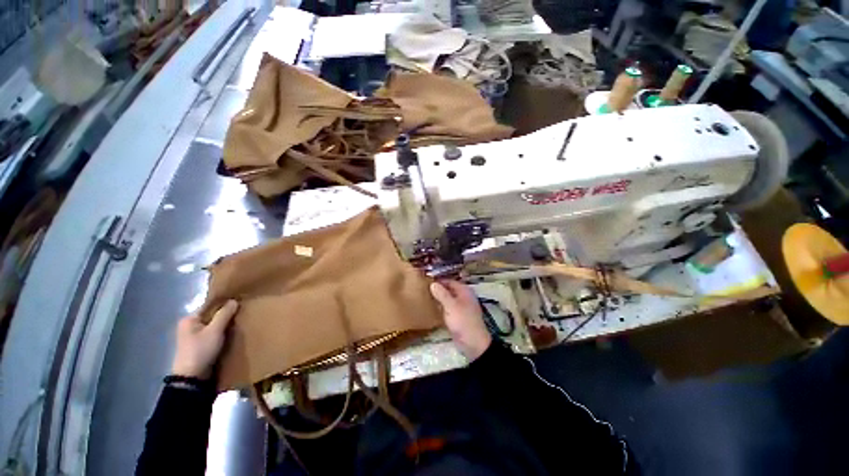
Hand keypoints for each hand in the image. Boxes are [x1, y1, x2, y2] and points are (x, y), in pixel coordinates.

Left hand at [171, 300, 238, 378]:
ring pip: (213, 325)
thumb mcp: (215, 331)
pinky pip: (213, 334)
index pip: (209, 305)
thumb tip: (233, 300)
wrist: (193, 378)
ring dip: (225, 324)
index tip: (239, 300)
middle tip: (242, 311)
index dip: (224, 302)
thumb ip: (224, 314)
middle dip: (226, 314)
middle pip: (211, 315)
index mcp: (189, 319)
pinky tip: (232, 332)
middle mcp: (189, 325)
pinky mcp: (199, 346)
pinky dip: (222, 332)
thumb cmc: (201, 350)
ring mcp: (194, 336)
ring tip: (240, 321)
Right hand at [430, 280, 491, 360]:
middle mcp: (463, 296)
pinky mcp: (457, 316)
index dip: (438, 281)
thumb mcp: (451, 306)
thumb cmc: (463, 321)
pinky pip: (448, 308)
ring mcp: (461, 307)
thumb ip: (442, 294)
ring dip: (438, 298)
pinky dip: (441, 307)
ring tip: (425, 297)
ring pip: (447, 299)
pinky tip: (432, 308)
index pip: (449, 281)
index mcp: (464, 291)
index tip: (426, 281)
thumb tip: (433, 283)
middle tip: (423, 289)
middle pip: (448, 289)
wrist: (473, 343)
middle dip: (438, 289)